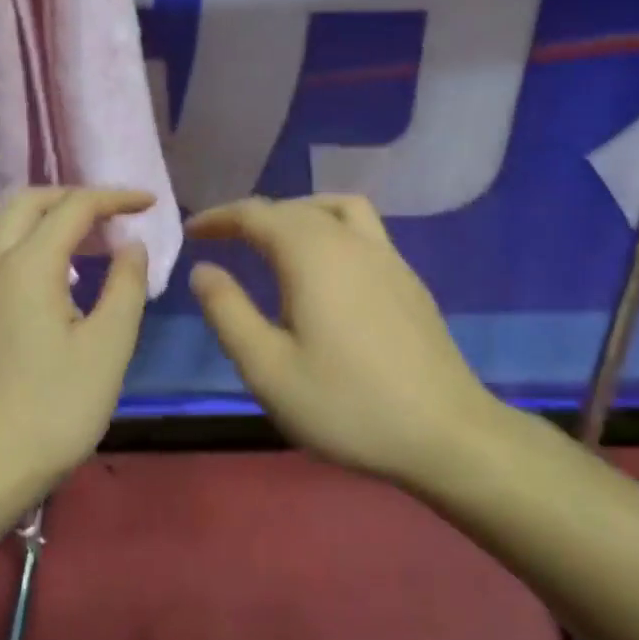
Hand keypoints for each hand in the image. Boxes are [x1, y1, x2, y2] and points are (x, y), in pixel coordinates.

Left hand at [0, 187, 152, 494]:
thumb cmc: (54, 410)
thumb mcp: (109, 347)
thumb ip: (125, 285)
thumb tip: (131, 244)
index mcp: (30, 264)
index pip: (75, 207)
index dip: (116, 198)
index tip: (149, 204)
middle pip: (28, 202)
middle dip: (73, 197)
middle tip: (109, 215)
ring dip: (31, 213)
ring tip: (63, 234)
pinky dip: (1, 243)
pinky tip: (19, 274)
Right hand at [185, 195, 501, 484]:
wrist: (444, 432)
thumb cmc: (347, 404)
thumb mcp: (268, 369)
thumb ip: (228, 312)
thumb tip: (204, 270)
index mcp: (311, 253)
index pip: (256, 214)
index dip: (220, 218)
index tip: (193, 231)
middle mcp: (349, 239)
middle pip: (293, 208)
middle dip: (253, 217)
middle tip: (224, 240)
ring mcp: (386, 254)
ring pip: (334, 208)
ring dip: (297, 213)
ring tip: (275, 240)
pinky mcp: (407, 276)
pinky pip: (361, 227)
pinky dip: (330, 226)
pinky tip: (328, 267)